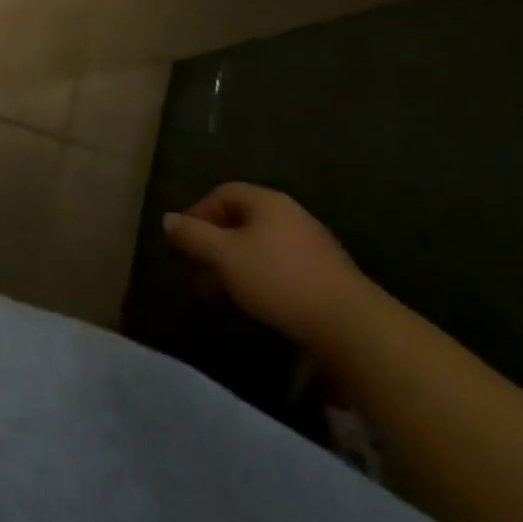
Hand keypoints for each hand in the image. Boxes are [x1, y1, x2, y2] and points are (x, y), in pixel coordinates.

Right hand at [163, 183, 376, 350]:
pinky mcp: (328, 279)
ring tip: (222, 293)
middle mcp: (291, 216)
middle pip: (242, 221)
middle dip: (215, 245)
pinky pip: (282, 269)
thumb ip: (192, 235)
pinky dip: (261, 281)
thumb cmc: (279, 279)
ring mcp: (314, 247)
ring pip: (261, 248)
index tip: (182, 242)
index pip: (222, 194)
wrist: (354, 328)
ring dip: (236, 266)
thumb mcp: (224, 255)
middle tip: (198, 271)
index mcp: (267, 202)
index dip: (197, 214)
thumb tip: (168, 220)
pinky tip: (257, 304)